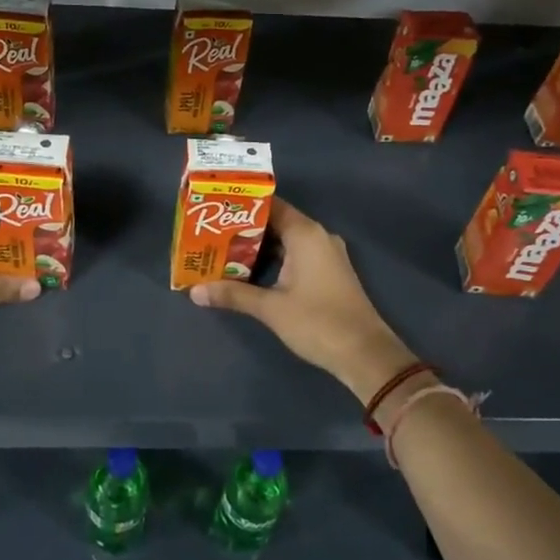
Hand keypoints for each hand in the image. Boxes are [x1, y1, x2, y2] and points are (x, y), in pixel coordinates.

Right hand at [190, 199, 415, 399]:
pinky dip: (275, 259)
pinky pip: (297, 255)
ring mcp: (326, 254)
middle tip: (211, 233)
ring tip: (224, 251)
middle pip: (277, 222)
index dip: (242, 206)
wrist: (365, 354)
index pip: (270, 205)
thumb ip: (233, 294)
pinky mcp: (329, 272)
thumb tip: (194, 291)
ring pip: (286, 241)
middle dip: (245, 228)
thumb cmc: (317, 322)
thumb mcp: (271, 308)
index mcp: (306, 233)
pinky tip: (251, 271)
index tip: (215, 209)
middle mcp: (318, 236)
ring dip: (259, 246)